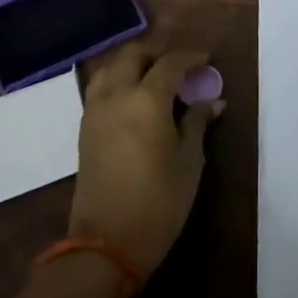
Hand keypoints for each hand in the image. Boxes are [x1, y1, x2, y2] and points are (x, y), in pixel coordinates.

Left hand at [70, 43, 223, 276]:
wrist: (106, 244)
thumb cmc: (159, 201)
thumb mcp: (189, 161)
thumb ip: (197, 123)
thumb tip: (212, 101)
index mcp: (147, 100)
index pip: (170, 63)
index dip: (191, 57)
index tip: (207, 60)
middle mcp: (117, 96)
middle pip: (134, 54)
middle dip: (158, 53)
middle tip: (180, 66)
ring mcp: (95, 111)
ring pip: (111, 67)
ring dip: (134, 64)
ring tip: (155, 78)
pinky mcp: (85, 129)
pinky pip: (100, 88)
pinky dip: (118, 81)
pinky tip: (135, 99)